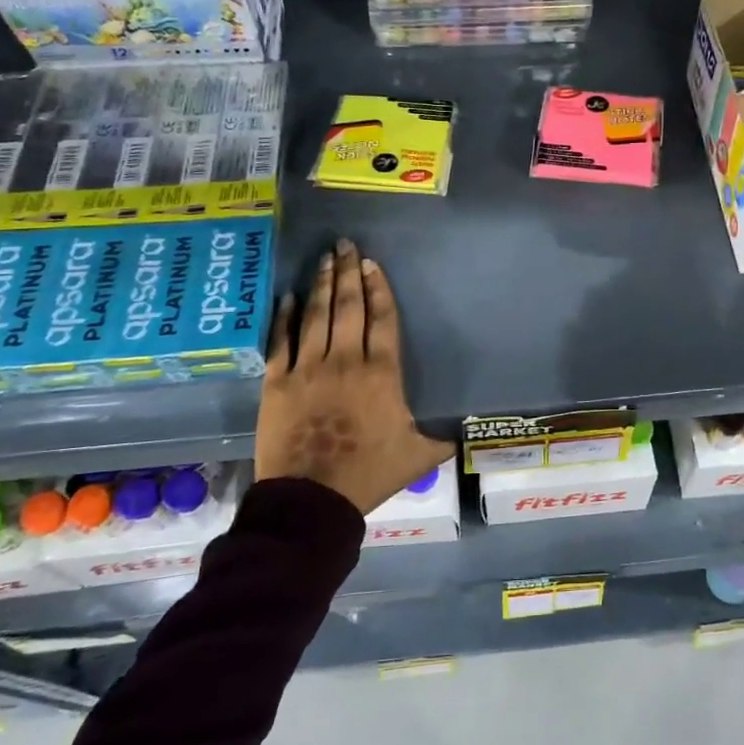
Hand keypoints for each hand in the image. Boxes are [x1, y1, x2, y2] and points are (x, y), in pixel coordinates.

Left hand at [255, 238, 453, 515]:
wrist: (311, 499)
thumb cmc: (369, 475)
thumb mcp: (419, 456)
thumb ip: (442, 437)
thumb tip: (466, 429)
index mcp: (381, 373)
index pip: (382, 318)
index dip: (378, 287)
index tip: (372, 263)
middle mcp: (345, 360)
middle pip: (348, 307)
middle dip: (348, 273)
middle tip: (345, 244)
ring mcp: (308, 368)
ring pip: (316, 315)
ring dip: (321, 284)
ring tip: (324, 258)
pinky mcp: (277, 382)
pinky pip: (280, 340)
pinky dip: (283, 316)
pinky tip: (287, 296)